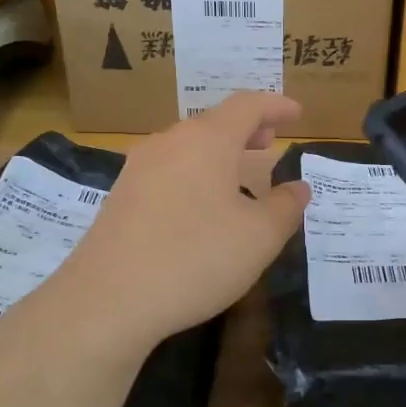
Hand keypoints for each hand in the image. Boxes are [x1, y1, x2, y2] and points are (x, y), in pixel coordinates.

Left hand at [51, 93, 308, 350]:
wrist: (108, 300)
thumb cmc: (196, 258)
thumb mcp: (259, 237)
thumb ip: (285, 207)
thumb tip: (298, 188)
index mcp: (207, 141)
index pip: (247, 106)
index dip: (275, 106)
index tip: (296, 113)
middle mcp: (169, 143)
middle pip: (213, 123)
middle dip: (246, 129)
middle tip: (269, 142)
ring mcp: (138, 169)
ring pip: (188, 148)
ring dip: (218, 154)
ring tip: (239, 175)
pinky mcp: (120, 198)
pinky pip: (168, 172)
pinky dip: (194, 175)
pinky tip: (201, 207)